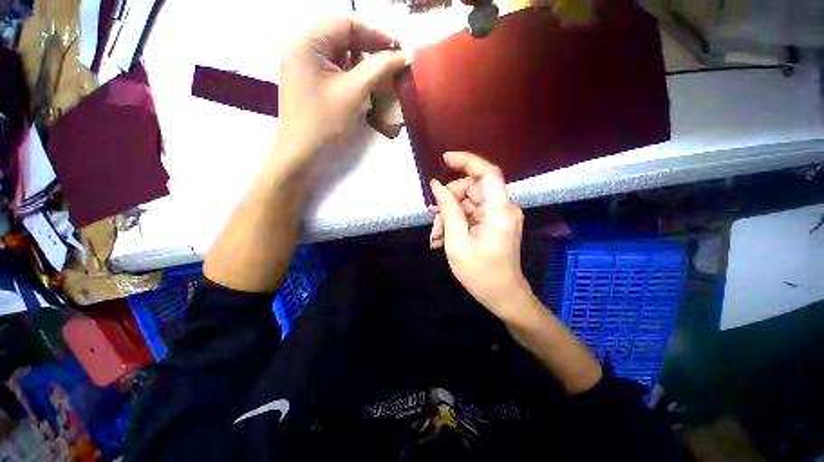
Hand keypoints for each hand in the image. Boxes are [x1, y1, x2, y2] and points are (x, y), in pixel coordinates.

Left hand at [275, 16, 408, 170]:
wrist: (301, 153)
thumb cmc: (324, 123)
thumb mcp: (354, 92)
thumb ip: (379, 68)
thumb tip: (404, 55)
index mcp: (306, 40)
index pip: (346, 23)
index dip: (376, 34)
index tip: (399, 48)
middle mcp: (301, 44)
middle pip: (342, 35)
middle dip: (370, 47)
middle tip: (394, 61)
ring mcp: (303, 62)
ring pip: (340, 52)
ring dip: (362, 60)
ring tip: (383, 72)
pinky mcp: (308, 78)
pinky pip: (334, 66)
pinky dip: (352, 72)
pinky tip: (365, 82)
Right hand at [429, 152, 532, 320]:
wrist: (502, 295)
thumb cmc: (480, 274)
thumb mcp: (456, 243)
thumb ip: (448, 211)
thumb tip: (437, 185)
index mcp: (499, 212)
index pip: (487, 174)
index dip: (467, 161)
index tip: (444, 159)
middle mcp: (503, 208)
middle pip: (472, 188)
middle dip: (449, 202)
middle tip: (434, 223)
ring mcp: (499, 215)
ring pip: (468, 201)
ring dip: (449, 215)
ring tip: (436, 236)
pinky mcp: (495, 221)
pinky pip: (471, 212)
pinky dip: (456, 221)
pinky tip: (443, 236)